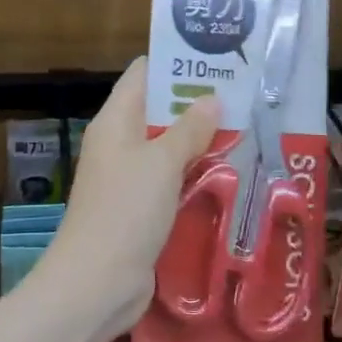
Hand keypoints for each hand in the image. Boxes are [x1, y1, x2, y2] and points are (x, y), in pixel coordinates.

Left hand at [39, 58, 219, 330]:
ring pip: (167, 146)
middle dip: (196, 101)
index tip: (215, 58)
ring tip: (244, 126)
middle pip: (158, 109)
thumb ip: (189, 128)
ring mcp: (129, 176)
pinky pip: (170, 178)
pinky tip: (228, 171)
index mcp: (115, 120)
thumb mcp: (162, 163)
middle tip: (241, 94)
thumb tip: (211, 99)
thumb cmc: (126, 210)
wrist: (96, 283)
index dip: (175, 61)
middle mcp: (119, 142)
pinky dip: (194, 171)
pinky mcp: (140, 207)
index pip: (143, 74)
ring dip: (199, 139)